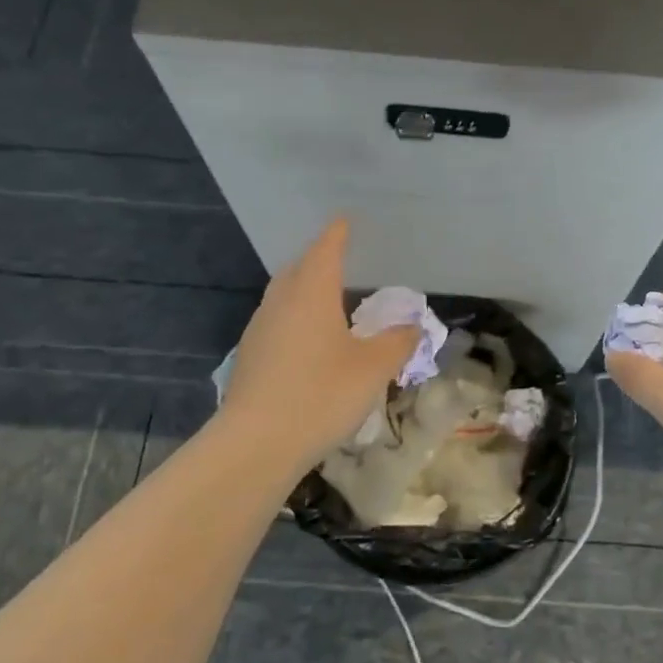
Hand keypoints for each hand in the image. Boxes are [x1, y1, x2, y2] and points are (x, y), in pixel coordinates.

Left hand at [217, 219, 419, 478]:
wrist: (256, 443)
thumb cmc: (321, 394)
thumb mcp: (373, 368)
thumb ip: (398, 342)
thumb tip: (412, 326)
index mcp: (312, 293)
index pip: (325, 249)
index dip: (337, 233)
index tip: (345, 219)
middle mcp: (281, 302)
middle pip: (299, 268)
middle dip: (318, 259)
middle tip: (340, 259)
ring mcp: (260, 329)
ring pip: (283, 295)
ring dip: (304, 288)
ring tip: (327, 298)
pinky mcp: (250, 356)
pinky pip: (276, 321)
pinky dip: (295, 316)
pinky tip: (308, 340)